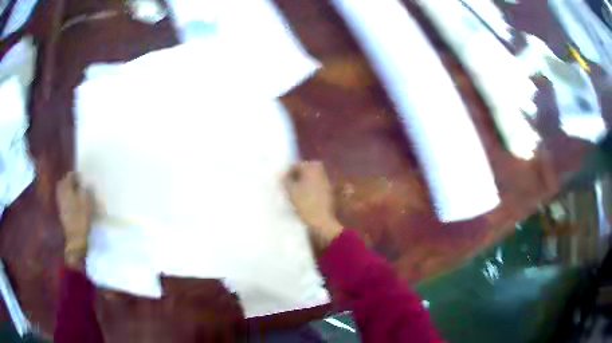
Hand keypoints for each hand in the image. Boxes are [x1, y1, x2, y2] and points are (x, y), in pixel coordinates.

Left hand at [56, 172, 94, 267]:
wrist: (75, 238)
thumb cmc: (81, 218)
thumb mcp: (88, 202)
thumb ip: (87, 190)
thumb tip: (87, 183)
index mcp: (66, 188)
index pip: (70, 175)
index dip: (77, 176)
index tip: (83, 179)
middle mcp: (61, 193)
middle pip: (64, 182)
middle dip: (71, 181)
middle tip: (79, 184)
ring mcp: (60, 202)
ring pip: (63, 190)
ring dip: (69, 190)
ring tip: (77, 193)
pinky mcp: (61, 211)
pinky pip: (63, 199)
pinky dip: (68, 197)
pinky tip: (74, 202)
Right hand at [283, 161, 342, 248]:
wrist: (322, 220)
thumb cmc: (305, 203)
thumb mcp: (290, 190)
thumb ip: (285, 180)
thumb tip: (282, 174)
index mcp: (311, 167)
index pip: (295, 165)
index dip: (286, 174)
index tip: (281, 183)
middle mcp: (320, 170)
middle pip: (304, 170)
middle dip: (295, 176)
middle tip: (287, 186)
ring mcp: (326, 180)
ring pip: (310, 177)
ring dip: (302, 182)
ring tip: (294, 192)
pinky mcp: (328, 191)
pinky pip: (315, 185)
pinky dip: (309, 188)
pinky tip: (303, 197)